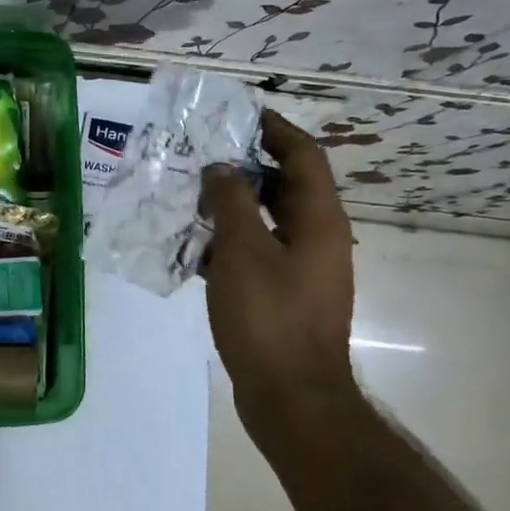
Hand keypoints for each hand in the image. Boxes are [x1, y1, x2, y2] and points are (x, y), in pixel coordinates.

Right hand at [199, 110, 356, 425]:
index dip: (274, 128)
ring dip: (232, 204)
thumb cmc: (269, 316)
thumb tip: (223, 169)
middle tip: (201, 154)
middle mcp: (319, 237)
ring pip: (267, 220)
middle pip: (285, 185)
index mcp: (319, 220)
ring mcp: (303, 269)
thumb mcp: (243, 249)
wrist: (291, 397)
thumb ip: (232, 200)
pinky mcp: (284, 295)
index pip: (303, 155)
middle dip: (245, 165)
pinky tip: (193, 247)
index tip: (237, 113)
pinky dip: (229, 241)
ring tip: (189, 196)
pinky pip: (257, 251)